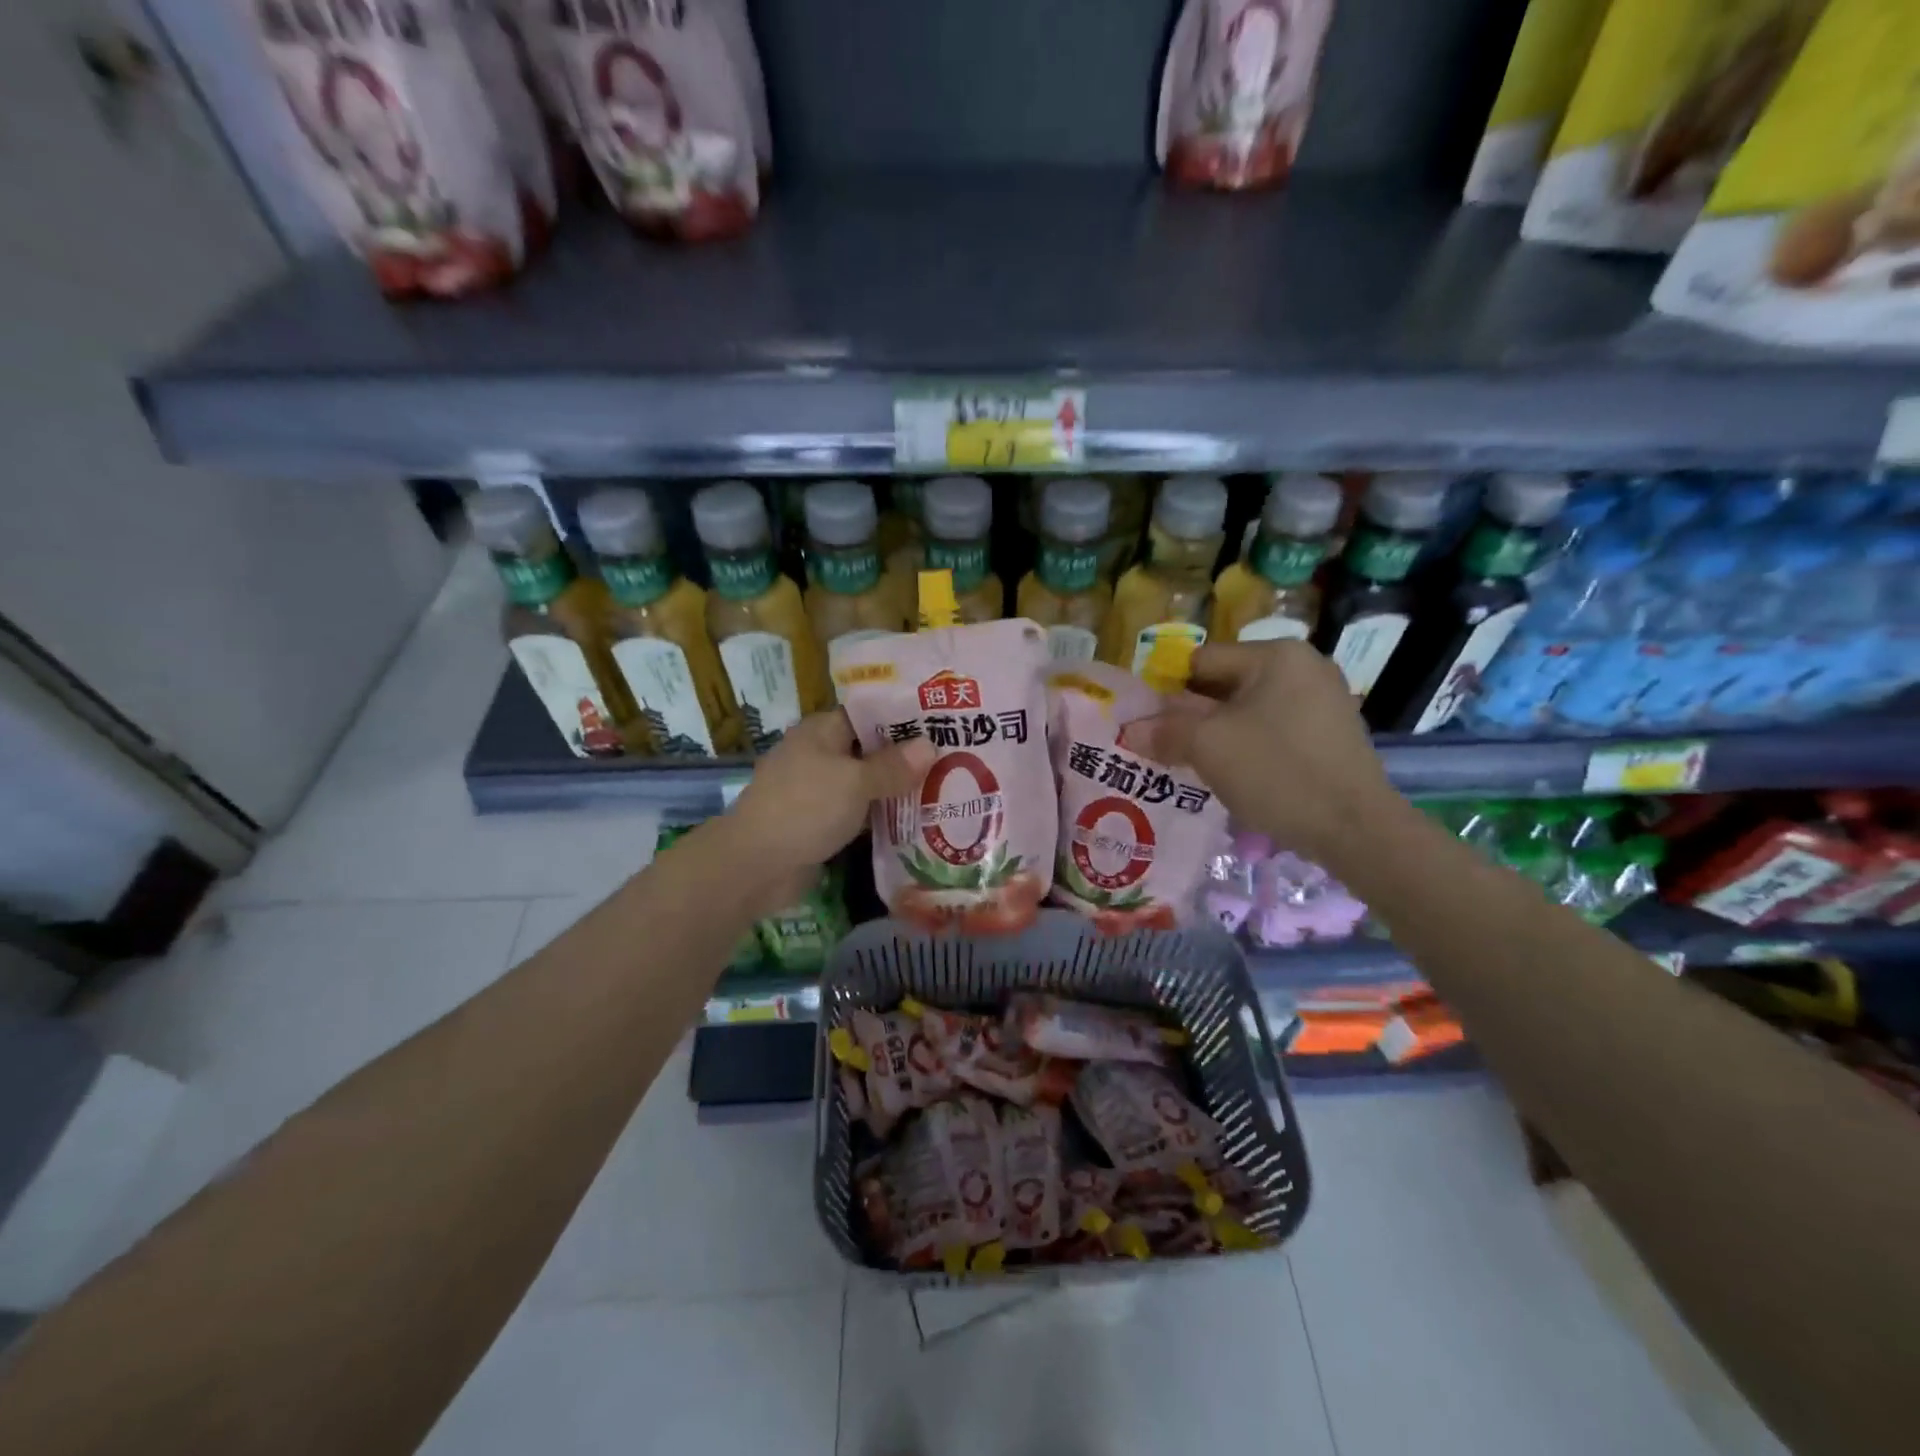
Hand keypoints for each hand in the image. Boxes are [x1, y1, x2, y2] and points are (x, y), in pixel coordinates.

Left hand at [718, 709, 935, 910]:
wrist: (755, 865)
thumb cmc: (806, 808)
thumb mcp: (855, 782)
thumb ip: (893, 766)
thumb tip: (929, 746)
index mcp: (822, 731)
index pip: (869, 713)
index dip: (904, 717)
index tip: (942, 723)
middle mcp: (819, 754)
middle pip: (869, 749)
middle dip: (906, 757)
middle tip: (954, 758)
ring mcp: (818, 790)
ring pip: (865, 783)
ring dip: (896, 789)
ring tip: (945, 788)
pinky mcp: (820, 822)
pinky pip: (858, 811)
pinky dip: (881, 815)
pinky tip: (916, 819)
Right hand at [1140, 641, 1399, 866]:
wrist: (1355, 828)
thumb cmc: (1277, 772)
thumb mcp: (1208, 747)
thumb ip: (1164, 731)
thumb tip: (1129, 731)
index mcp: (1276, 655)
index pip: (1201, 662)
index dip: (1168, 692)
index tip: (1151, 726)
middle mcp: (1303, 666)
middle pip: (1225, 685)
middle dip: (1193, 716)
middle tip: (1168, 749)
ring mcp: (1323, 700)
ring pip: (1248, 710)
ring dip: (1219, 734)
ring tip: (1197, 765)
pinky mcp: (1331, 734)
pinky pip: (1274, 729)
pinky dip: (1250, 746)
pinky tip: (1238, 775)